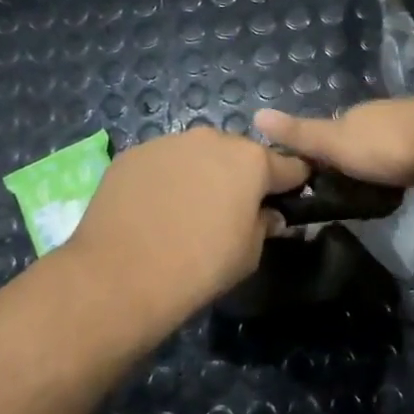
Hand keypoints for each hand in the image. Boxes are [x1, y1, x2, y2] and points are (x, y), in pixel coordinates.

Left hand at [64, 127, 309, 324]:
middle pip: (238, 154)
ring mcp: (168, 142)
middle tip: (229, 210)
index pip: (288, 164)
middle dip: (239, 176)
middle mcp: (211, 138)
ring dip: (200, 174)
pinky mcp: (133, 154)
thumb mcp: (249, 254)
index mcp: (250, 160)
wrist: (121, 274)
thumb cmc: (199, 266)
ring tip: (185, 211)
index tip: (288, 199)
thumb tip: (267, 215)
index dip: (292, 183)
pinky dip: (165, 180)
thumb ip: (265, 225)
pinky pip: (162, 163)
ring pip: (196, 155)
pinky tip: (153, 210)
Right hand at [254, 90, 413, 187]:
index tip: (310, 181)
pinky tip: (404, 188)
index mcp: (355, 116)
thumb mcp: (335, 142)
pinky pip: (411, 161)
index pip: (328, 133)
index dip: (317, 154)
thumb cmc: (387, 144)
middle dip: (350, 162)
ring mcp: (412, 129)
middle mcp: (381, 117)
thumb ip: (300, 134)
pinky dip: (403, 172)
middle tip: (341, 196)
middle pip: (358, 140)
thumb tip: (256, 114)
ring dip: (378, 168)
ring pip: (386, 150)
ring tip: (371, 197)